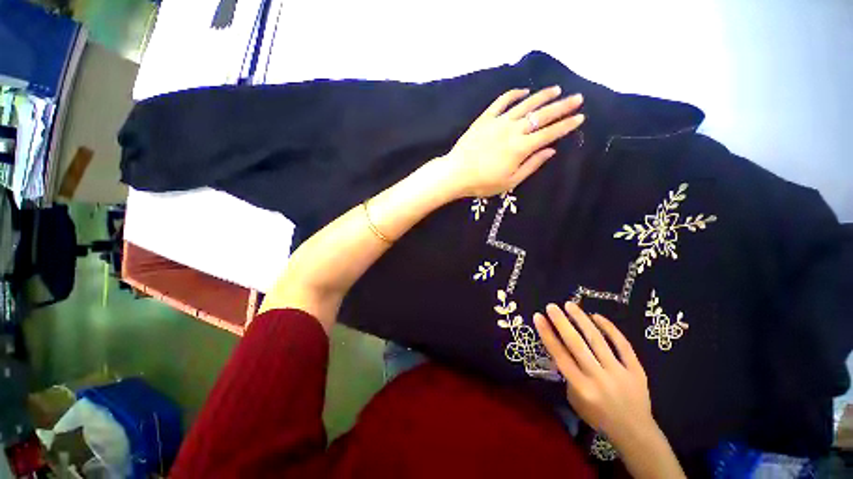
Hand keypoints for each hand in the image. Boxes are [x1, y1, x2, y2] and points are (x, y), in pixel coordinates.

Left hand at [439, 86, 583, 197]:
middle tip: (577, 98)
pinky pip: (501, 102)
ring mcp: (498, 122)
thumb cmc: (483, 183)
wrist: (456, 173)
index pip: (549, 133)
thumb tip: (551, 151)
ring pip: (525, 104)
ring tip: (556, 89)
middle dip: (562, 106)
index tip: (580, 117)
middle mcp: (513, 130)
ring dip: (542, 96)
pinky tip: (523, 91)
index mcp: (521, 148)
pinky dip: (514, 94)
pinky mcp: (485, 119)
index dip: (566, 125)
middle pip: (542, 115)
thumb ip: (531, 165)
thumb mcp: (510, 182)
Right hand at [533, 302, 655, 444]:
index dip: (547, 334)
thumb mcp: (574, 400)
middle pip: (577, 344)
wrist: (635, 432)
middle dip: (562, 322)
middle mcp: (598, 377)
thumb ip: (567, 375)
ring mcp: (619, 372)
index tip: (538, 317)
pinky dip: (610, 329)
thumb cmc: (598, 416)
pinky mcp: (637, 370)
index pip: (560, 355)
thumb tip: (560, 350)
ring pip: (597, 340)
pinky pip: (623, 345)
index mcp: (581, 387)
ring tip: (570, 305)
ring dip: (582, 320)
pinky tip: (597, 316)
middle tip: (551, 306)